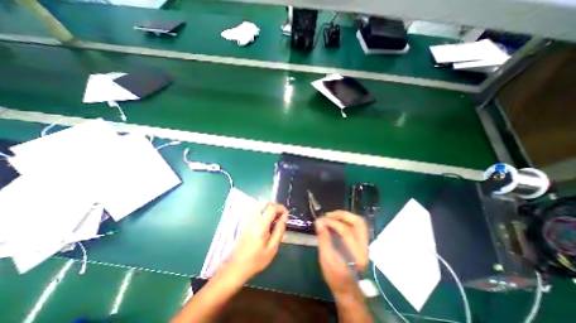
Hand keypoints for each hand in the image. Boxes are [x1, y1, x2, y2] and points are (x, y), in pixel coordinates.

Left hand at [229, 203, 287, 281]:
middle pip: (265, 203)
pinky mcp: (245, 221)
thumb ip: (280, 230)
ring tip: (274, 219)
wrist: (237, 266)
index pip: (272, 208)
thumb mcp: (273, 248)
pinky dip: (264, 211)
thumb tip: (285, 216)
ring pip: (260, 205)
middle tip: (281, 217)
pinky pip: (256, 210)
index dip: (281, 208)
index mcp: (261, 226)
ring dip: (270, 208)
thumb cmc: (257, 259)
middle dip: (276, 207)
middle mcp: (253, 219)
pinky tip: (266, 221)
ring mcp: (248, 219)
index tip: (286, 214)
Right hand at [315, 212, 367, 297]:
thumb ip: (323, 238)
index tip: (321, 220)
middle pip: (358, 223)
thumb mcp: (326, 259)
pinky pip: (357, 226)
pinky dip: (347, 220)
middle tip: (328, 215)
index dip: (332, 223)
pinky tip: (337, 221)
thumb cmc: (335, 276)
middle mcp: (365, 247)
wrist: (347, 289)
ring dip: (345, 216)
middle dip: (342, 215)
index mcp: (356, 254)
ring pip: (360, 223)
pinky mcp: (363, 243)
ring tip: (332, 216)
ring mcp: (366, 245)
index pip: (346, 231)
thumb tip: (319, 221)